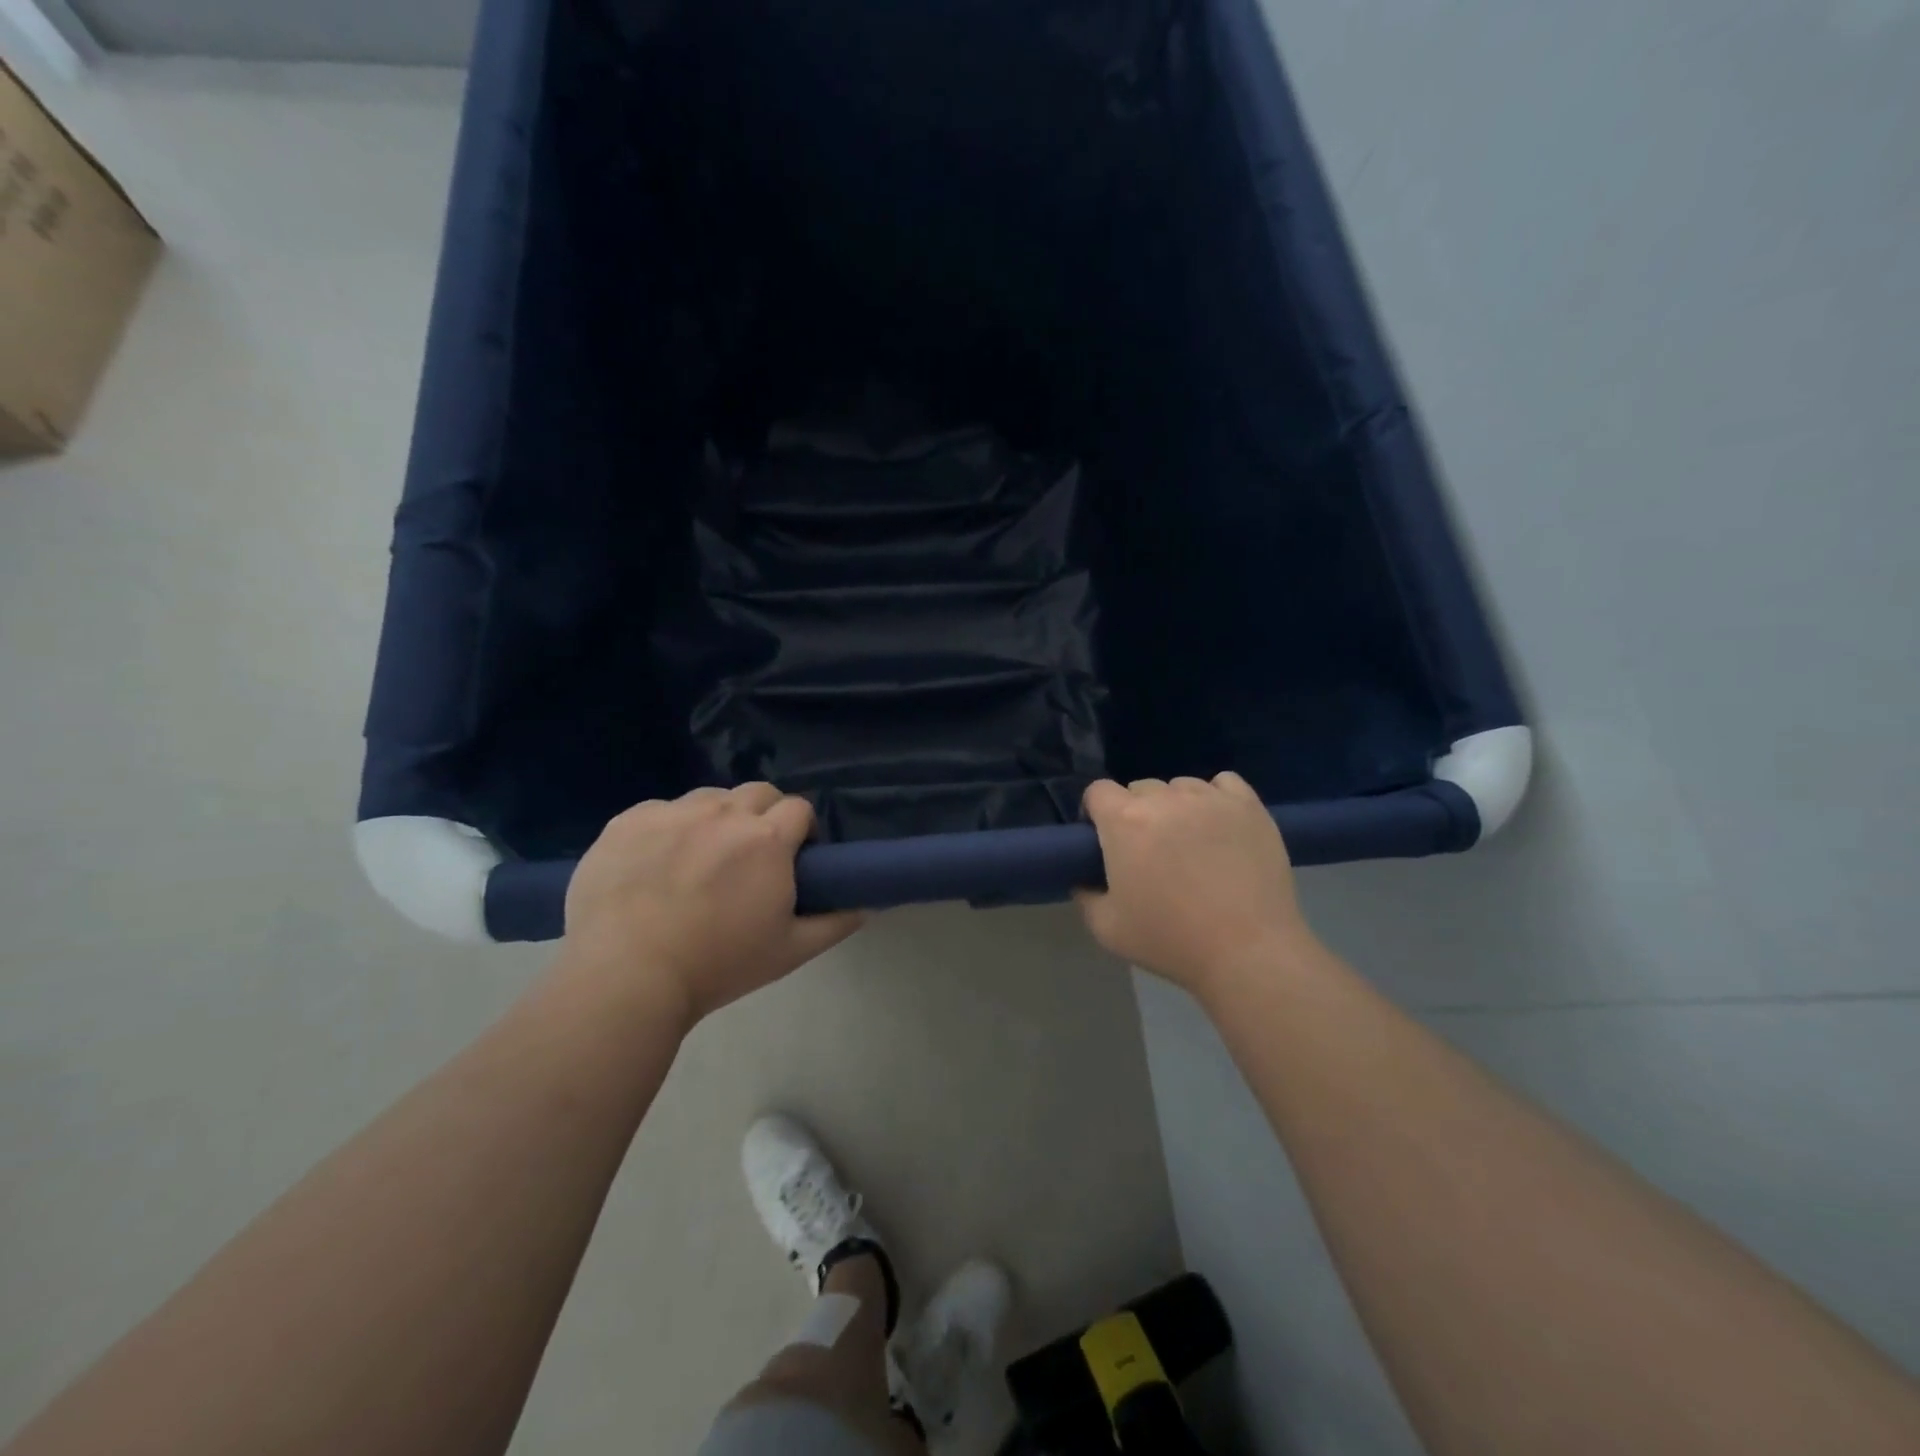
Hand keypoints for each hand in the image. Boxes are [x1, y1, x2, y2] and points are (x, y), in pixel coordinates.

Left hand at [559, 785, 864, 1028]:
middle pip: (758, 792)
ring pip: (708, 798)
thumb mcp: (790, 952)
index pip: (799, 808)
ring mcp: (672, 813)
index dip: (800, 830)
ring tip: (698, 860)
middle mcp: (723, 812)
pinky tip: (654, 865)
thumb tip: (867, 904)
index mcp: (768, 839)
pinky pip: (660, 811)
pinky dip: (667, 829)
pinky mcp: (627, 821)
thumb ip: (835, 922)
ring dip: (716, 819)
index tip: (792, 857)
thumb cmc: (718, 966)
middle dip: (763, 815)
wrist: (627, 977)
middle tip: (749, 857)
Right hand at [1075, 773, 1319, 1000]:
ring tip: (1188, 842)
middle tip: (1148, 851)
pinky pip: (1224, 783)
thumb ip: (1085, 895)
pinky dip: (1215, 798)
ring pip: (1181, 786)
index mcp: (1125, 821)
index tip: (1103, 840)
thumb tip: (1085, 877)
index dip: (1096, 813)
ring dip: (1175, 806)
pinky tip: (1218, 825)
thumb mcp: (1106, 928)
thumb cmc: (1171, 941)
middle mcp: (1166, 798)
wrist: (1249, 953)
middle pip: (1139, 788)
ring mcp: (1211, 799)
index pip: (1098, 791)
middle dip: (1136, 813)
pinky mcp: (1249, 807)